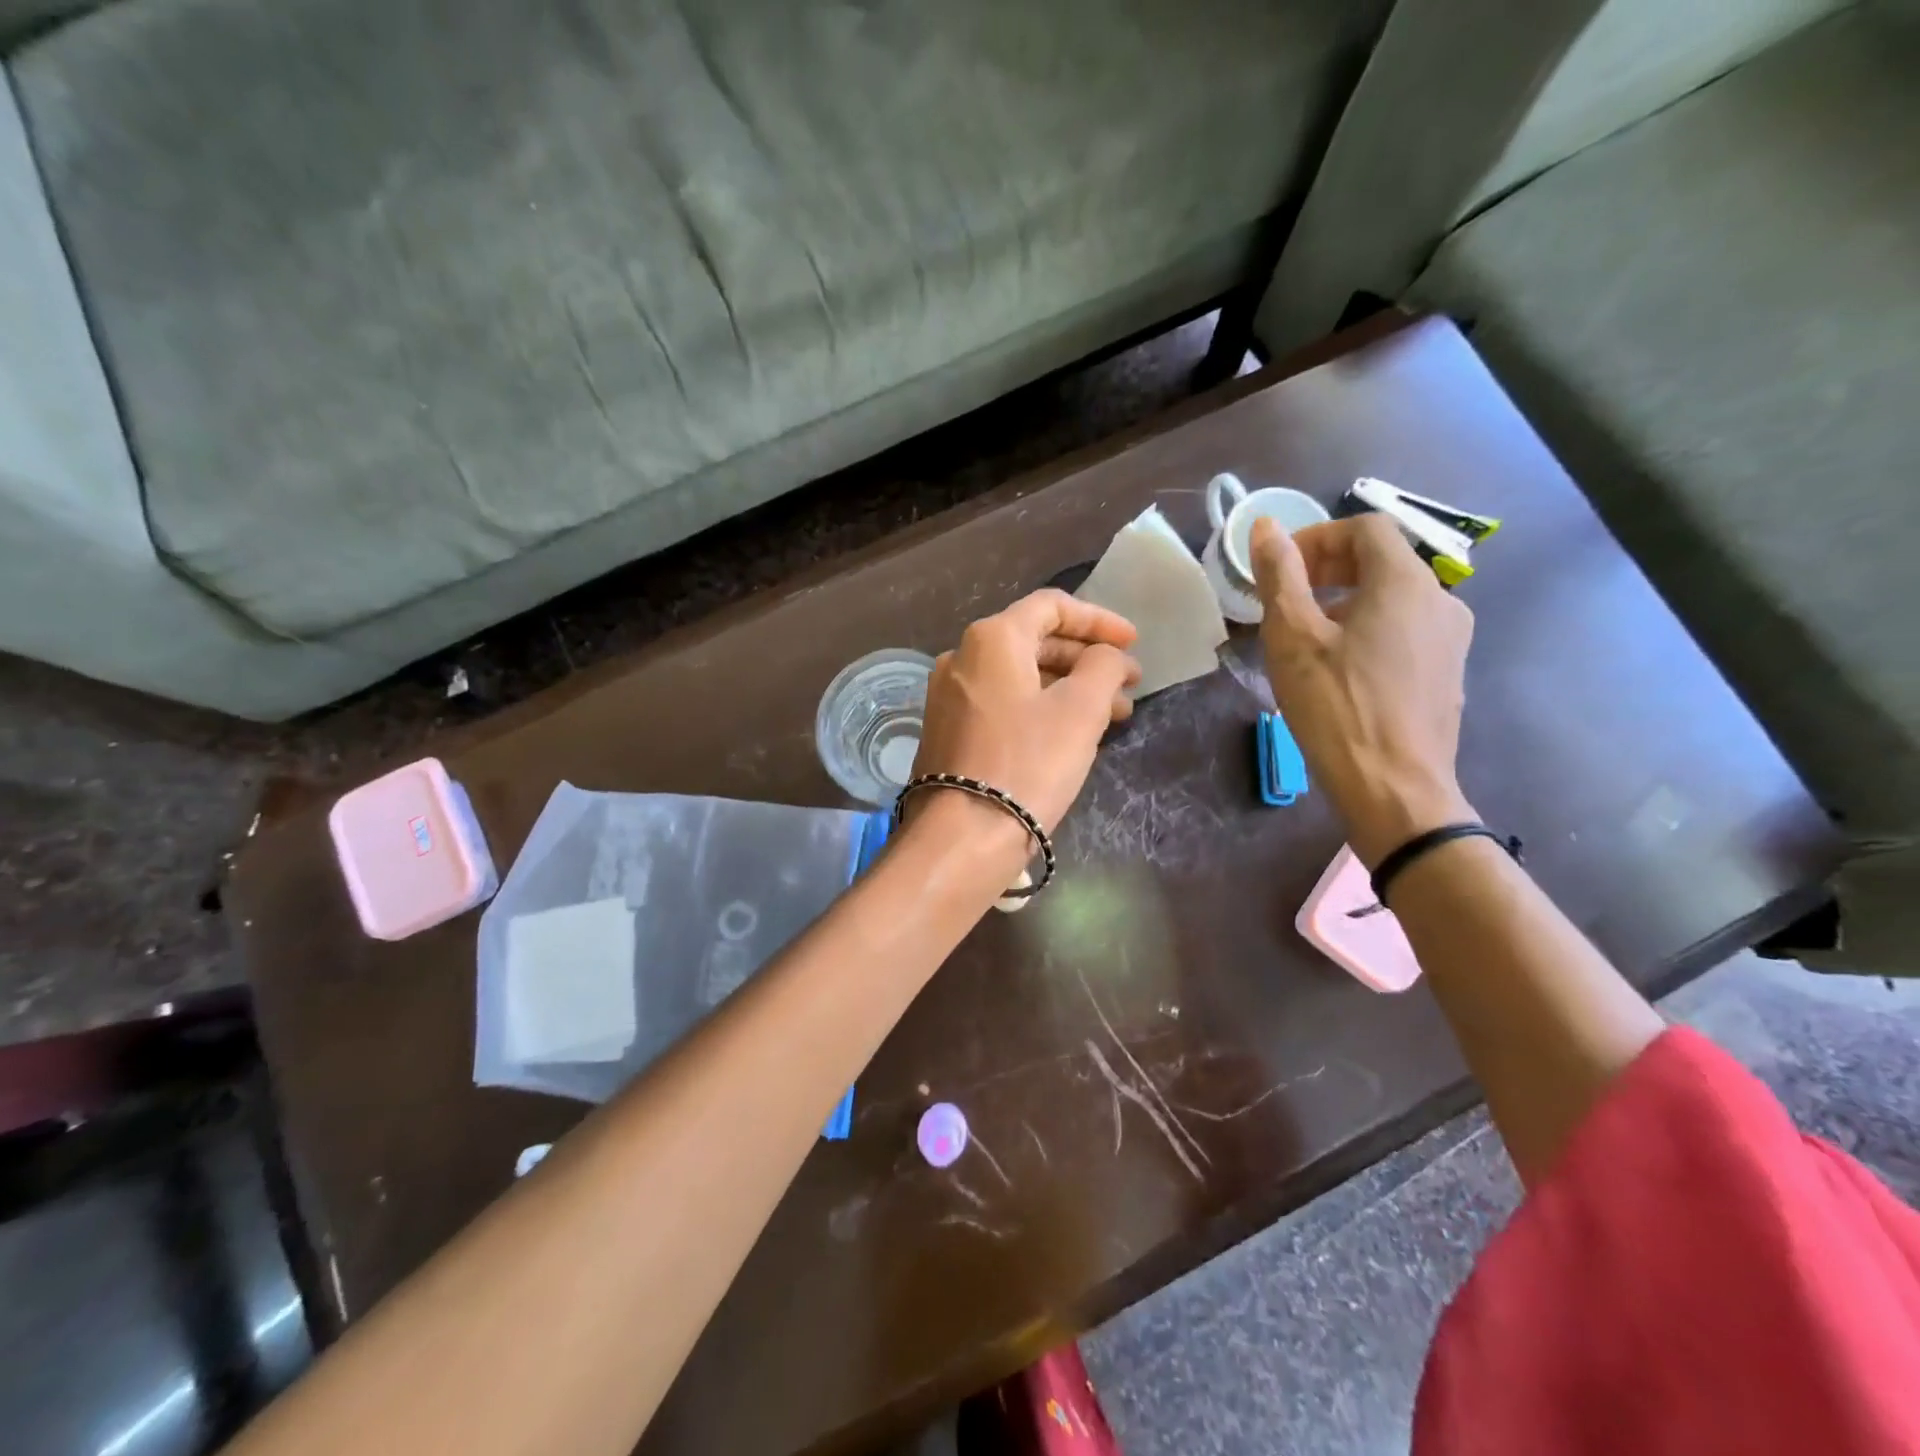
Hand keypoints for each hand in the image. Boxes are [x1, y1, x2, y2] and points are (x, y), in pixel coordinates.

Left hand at [910, 589, 1140, 834]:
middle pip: (1035, 641)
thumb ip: (1103, 667)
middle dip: (1087, 659)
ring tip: (1113, 715)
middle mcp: (961, 658)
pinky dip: (1040, 707)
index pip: (1051, 606)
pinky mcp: (948, 730)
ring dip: (1069, 687)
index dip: (1099, 620)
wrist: (962, 836)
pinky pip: (1003, 703)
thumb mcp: (1081, 710)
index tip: (1133, 643)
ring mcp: (949, 696)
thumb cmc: (1028, 764)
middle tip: (1129, 684)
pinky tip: (1070, 732)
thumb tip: (1105, 656)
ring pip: (1020, 677)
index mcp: (991, 639)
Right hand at [1251, 515, 1475, 866]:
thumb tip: (1264, 526)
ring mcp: (1451, 640)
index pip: (1366, 529)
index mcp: (1405, 582)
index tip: (1281, 569)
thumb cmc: (1337, 707)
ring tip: (1306, 639)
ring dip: (1347, 601)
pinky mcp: (1447, 674)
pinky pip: (1405, 632)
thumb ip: (1281, 575)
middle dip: (1329, 569)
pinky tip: (1340, 671)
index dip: (1318, 538)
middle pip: (1384, 561)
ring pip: (1394, 599)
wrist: (1395, 789)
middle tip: (1286, 600)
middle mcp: (1441, 600)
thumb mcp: (1294, 638)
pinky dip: (1369, 630)